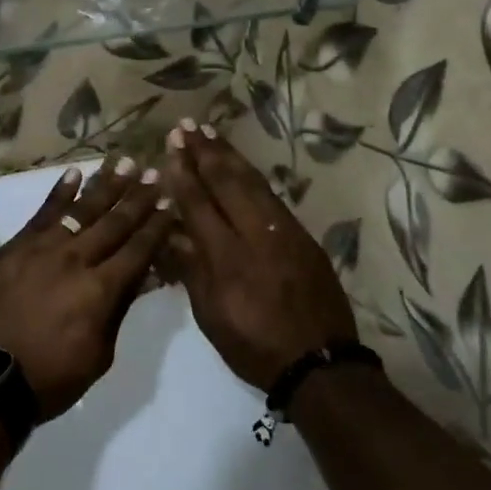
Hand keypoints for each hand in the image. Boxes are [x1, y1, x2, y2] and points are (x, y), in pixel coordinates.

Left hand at [0, 159, 172, 421]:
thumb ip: (117, 310)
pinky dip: (59, 193)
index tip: (171, 201)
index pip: (137, 249)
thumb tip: (140, 277)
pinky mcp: (15, 246)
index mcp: (100, 290)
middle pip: (113, 223)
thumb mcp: (98, 355)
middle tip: (153, 171)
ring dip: (105, 185)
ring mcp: (42, 248)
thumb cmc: (48, 377)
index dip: (157, 225)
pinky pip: (42, 213)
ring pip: (80, 209)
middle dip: (137, 197)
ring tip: (122, 162)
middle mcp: (75, 259)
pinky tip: (74, 174)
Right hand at [159, 123, 357, 391]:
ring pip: (253, 183)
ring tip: (210, 133)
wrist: (320, 363)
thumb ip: (190, 268)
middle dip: (204, 152)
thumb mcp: (210, 315)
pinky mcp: (303, 236)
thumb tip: (170, 230)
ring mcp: (284, 232)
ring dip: (229, 155)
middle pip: (226, 183)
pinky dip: (252, 175)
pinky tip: (241, 165)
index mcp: (227, 257)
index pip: (199, 204)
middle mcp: (256, 235)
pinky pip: (272, 196)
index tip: (171, 147)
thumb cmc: (254, 345)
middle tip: (186, 126)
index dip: (183, 174)